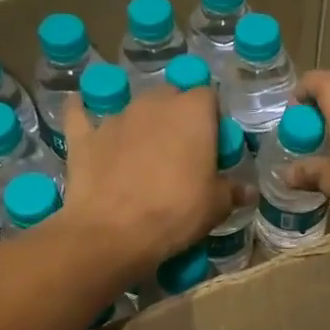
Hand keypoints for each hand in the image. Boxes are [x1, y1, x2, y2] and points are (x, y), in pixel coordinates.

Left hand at [59, 84, 230, 269]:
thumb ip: (232, 191)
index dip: (212, 118)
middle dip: (176, 116)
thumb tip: (247, 191)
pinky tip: (81, 113)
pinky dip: (84, 115)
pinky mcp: (84, 136)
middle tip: (181, 150)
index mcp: (192, 112)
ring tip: (142, 154)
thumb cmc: (176, 212)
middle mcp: (154, 104)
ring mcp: (116, 118)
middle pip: (170, 97)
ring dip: (141, 124)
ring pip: (133, 109)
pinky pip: (81, 115)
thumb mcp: (216, 206)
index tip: (213, 144)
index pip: (208, 96)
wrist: (113, 232)